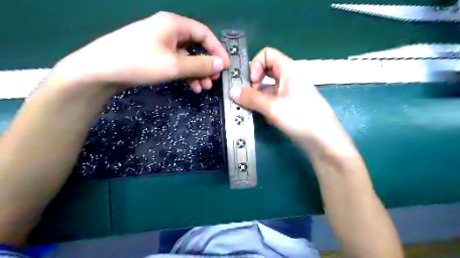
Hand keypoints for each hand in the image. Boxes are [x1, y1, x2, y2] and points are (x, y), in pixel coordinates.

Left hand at [52, 11, 229, 92]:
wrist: (101, 70)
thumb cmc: (140, 62)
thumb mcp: (175, 65)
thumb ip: (200, 64)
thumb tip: (221, 64)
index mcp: (174, 24)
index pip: (204, 34)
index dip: (218, 50)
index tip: (226, 66)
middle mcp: (169, 30)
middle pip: (196, 46)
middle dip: (207, 64)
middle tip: (214, 80)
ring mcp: (161, 43)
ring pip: (187, 57)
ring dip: (197, 72)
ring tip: (203, 88)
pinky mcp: (155, 55)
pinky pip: (177, 63)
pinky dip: (186, 74)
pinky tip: (191, 86)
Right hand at [232, 48, 342, 146]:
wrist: (324, 141)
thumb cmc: (302, 118)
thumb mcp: (274, 107)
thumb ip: (251, 98)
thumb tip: (232, 91)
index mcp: (289, 70)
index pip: (267, 54)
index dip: (256, 65)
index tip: (251, 83)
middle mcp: (289, 78)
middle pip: (266, 71)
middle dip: (253, 82)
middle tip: (247, 97)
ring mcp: (289, 93)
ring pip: (267, 88)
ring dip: (257, 97)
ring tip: (252, 110)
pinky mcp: (288, 106)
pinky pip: (271, 100)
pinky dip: (264, 106)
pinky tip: (264, 117)